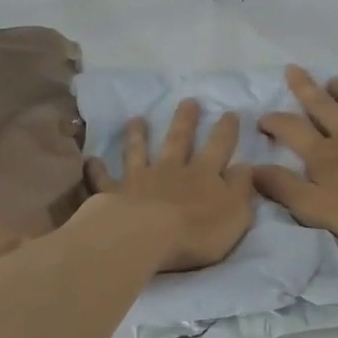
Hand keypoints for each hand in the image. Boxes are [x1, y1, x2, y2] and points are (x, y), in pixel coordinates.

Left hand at [86, 100, 256, 272]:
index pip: (219, 146)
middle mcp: (172, 170)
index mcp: (204, 175)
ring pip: (139, 151)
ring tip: (136, 119)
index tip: (230, 113)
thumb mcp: (235, 213)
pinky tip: (91, 160)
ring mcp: (140, 179)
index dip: (226, 130)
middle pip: (179, 140)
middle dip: (185, 120)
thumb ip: (241, 189)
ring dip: (138, 135)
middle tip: (188, 101)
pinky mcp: (113, 193)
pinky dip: (97, 169)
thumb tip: (246, 167)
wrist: (148, 236)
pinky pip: (104, 179)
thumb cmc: (198, 231)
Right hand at [254, 66, 337, 251]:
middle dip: (305, 88)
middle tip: (293, 69)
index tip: (262, 118)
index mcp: (323, 155)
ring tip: (334, 80)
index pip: (291, 129)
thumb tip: (251, 168)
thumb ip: (283, 187)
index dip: (274, 121)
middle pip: (322, 106)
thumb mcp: (315, 208)